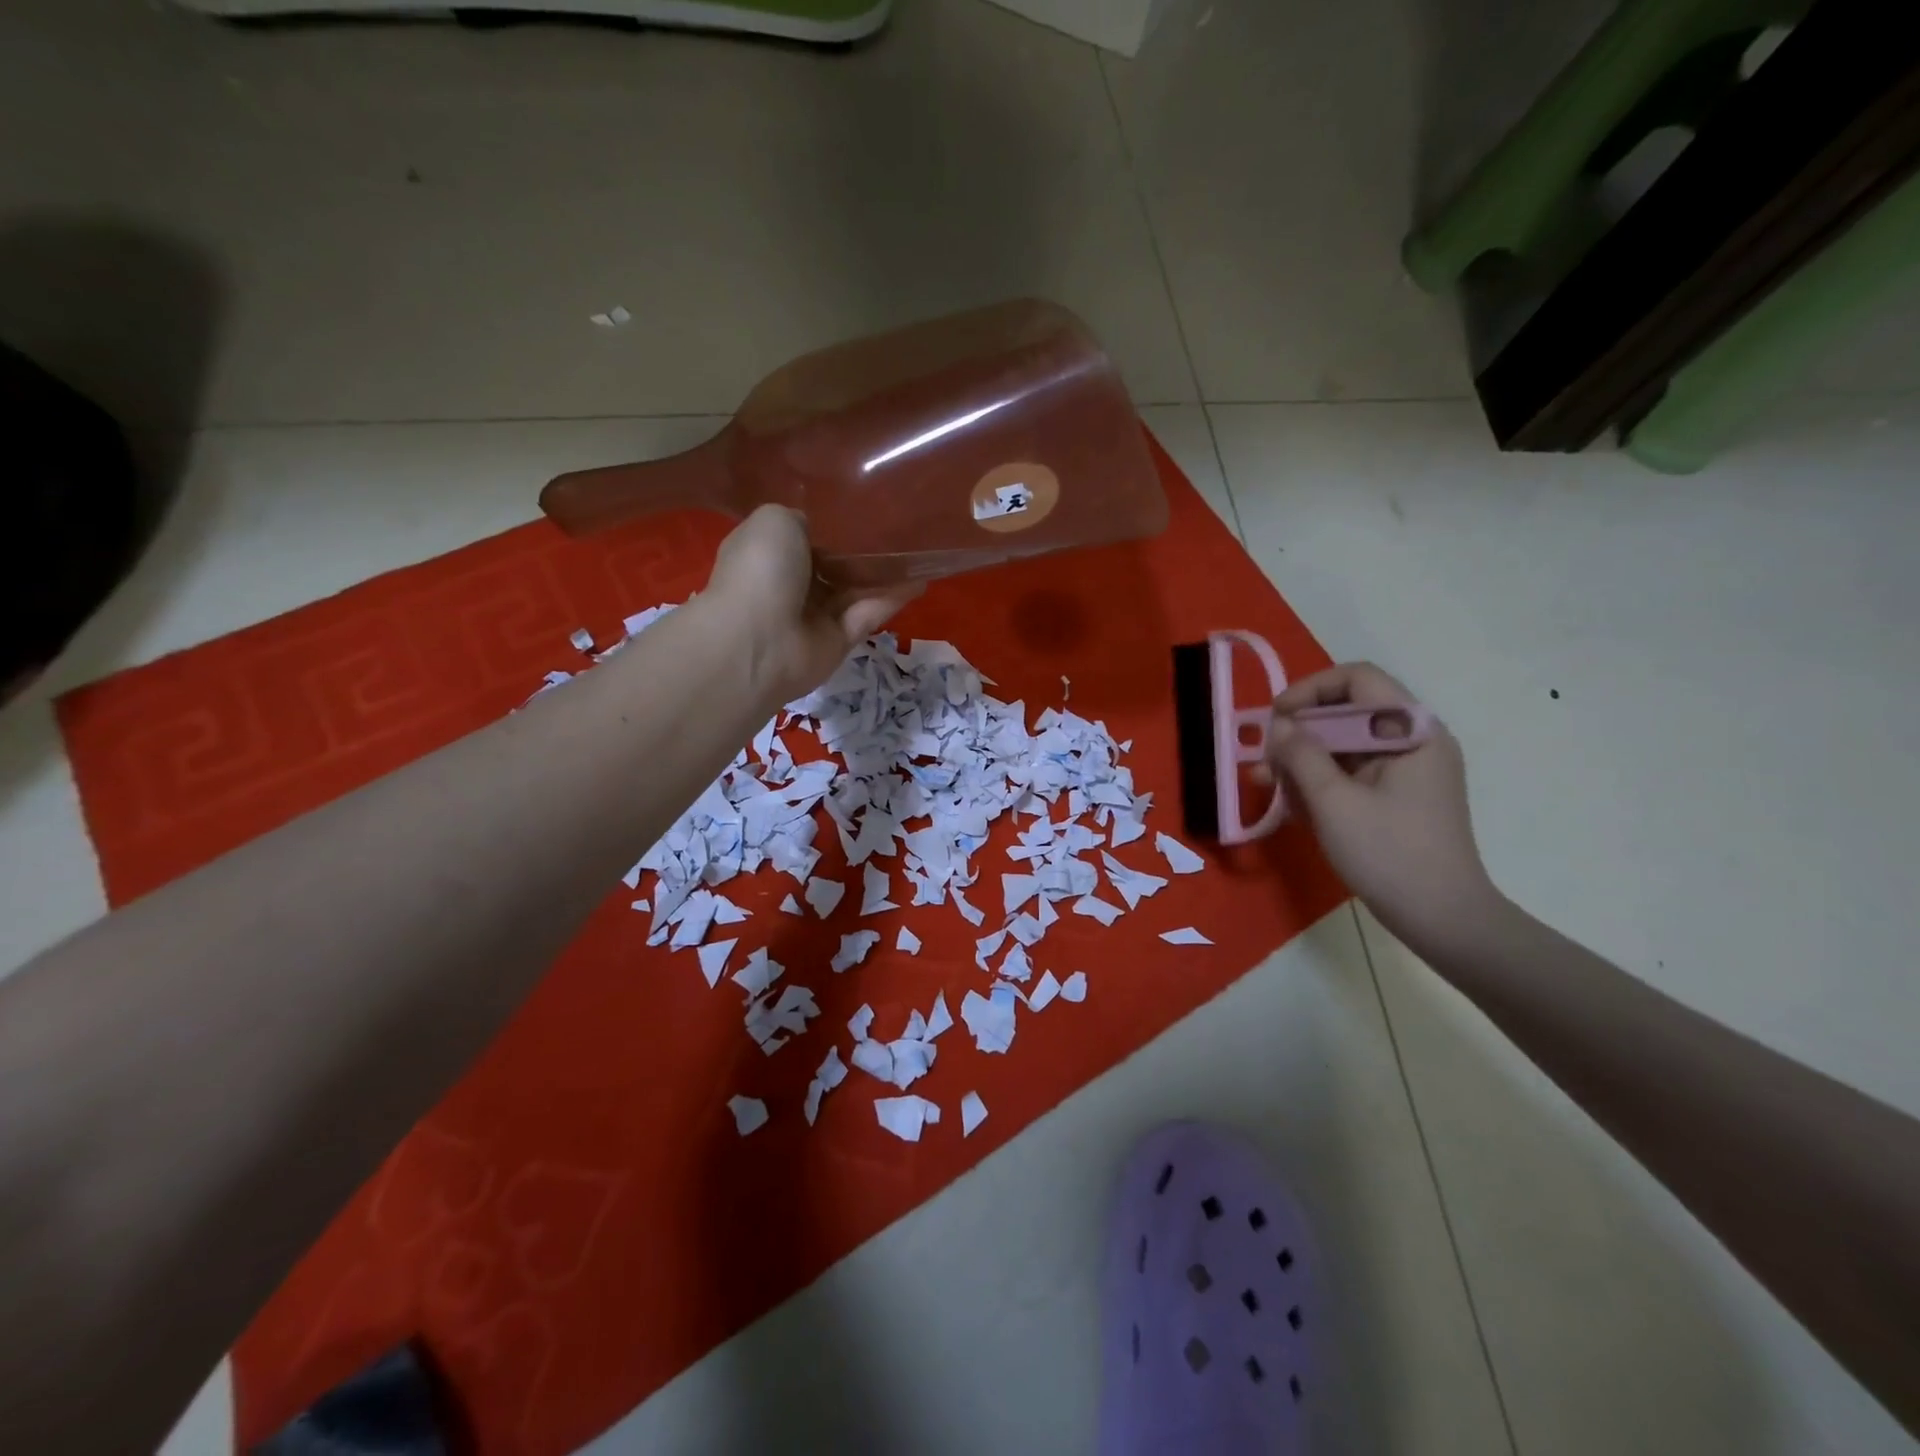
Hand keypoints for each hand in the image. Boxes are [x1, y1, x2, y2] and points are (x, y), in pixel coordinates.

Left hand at [703, 505, 921, 707]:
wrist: (758, 641)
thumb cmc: (760, 571)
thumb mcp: (775, 520)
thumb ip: (800, 519)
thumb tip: (819, 529)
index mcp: (767, 555)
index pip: (801, 539)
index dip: (828, 528)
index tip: (861, 511)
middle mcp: (789, 586)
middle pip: (832, 566)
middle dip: (861, 551)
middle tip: (898, 530)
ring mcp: (814, 617)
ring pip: (854, 590)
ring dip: (884, 574)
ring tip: (919, 552)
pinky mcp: (838, 641)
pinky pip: (868, 614)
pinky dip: (891, 598)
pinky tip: (919, 579)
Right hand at [1266, 663, 1501, 953]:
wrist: (1443, 918)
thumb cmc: (1389, 854)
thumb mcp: (1333, 802)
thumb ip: (1301, 756)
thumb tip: (1278, 726)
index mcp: (1412, 731)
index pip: (1358, 679)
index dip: (1310, 690)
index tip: (1276, 719)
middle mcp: (1414, 740)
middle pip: (1348, 712)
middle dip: (1300, 732)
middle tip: (1264, 760)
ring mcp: (1408, 769)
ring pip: (1345, 744)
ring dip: (1303, 760)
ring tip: (1266, 785)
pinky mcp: (1399, 795)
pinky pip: (1352, 772)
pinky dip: (1321, 781)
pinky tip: (1293, 805)